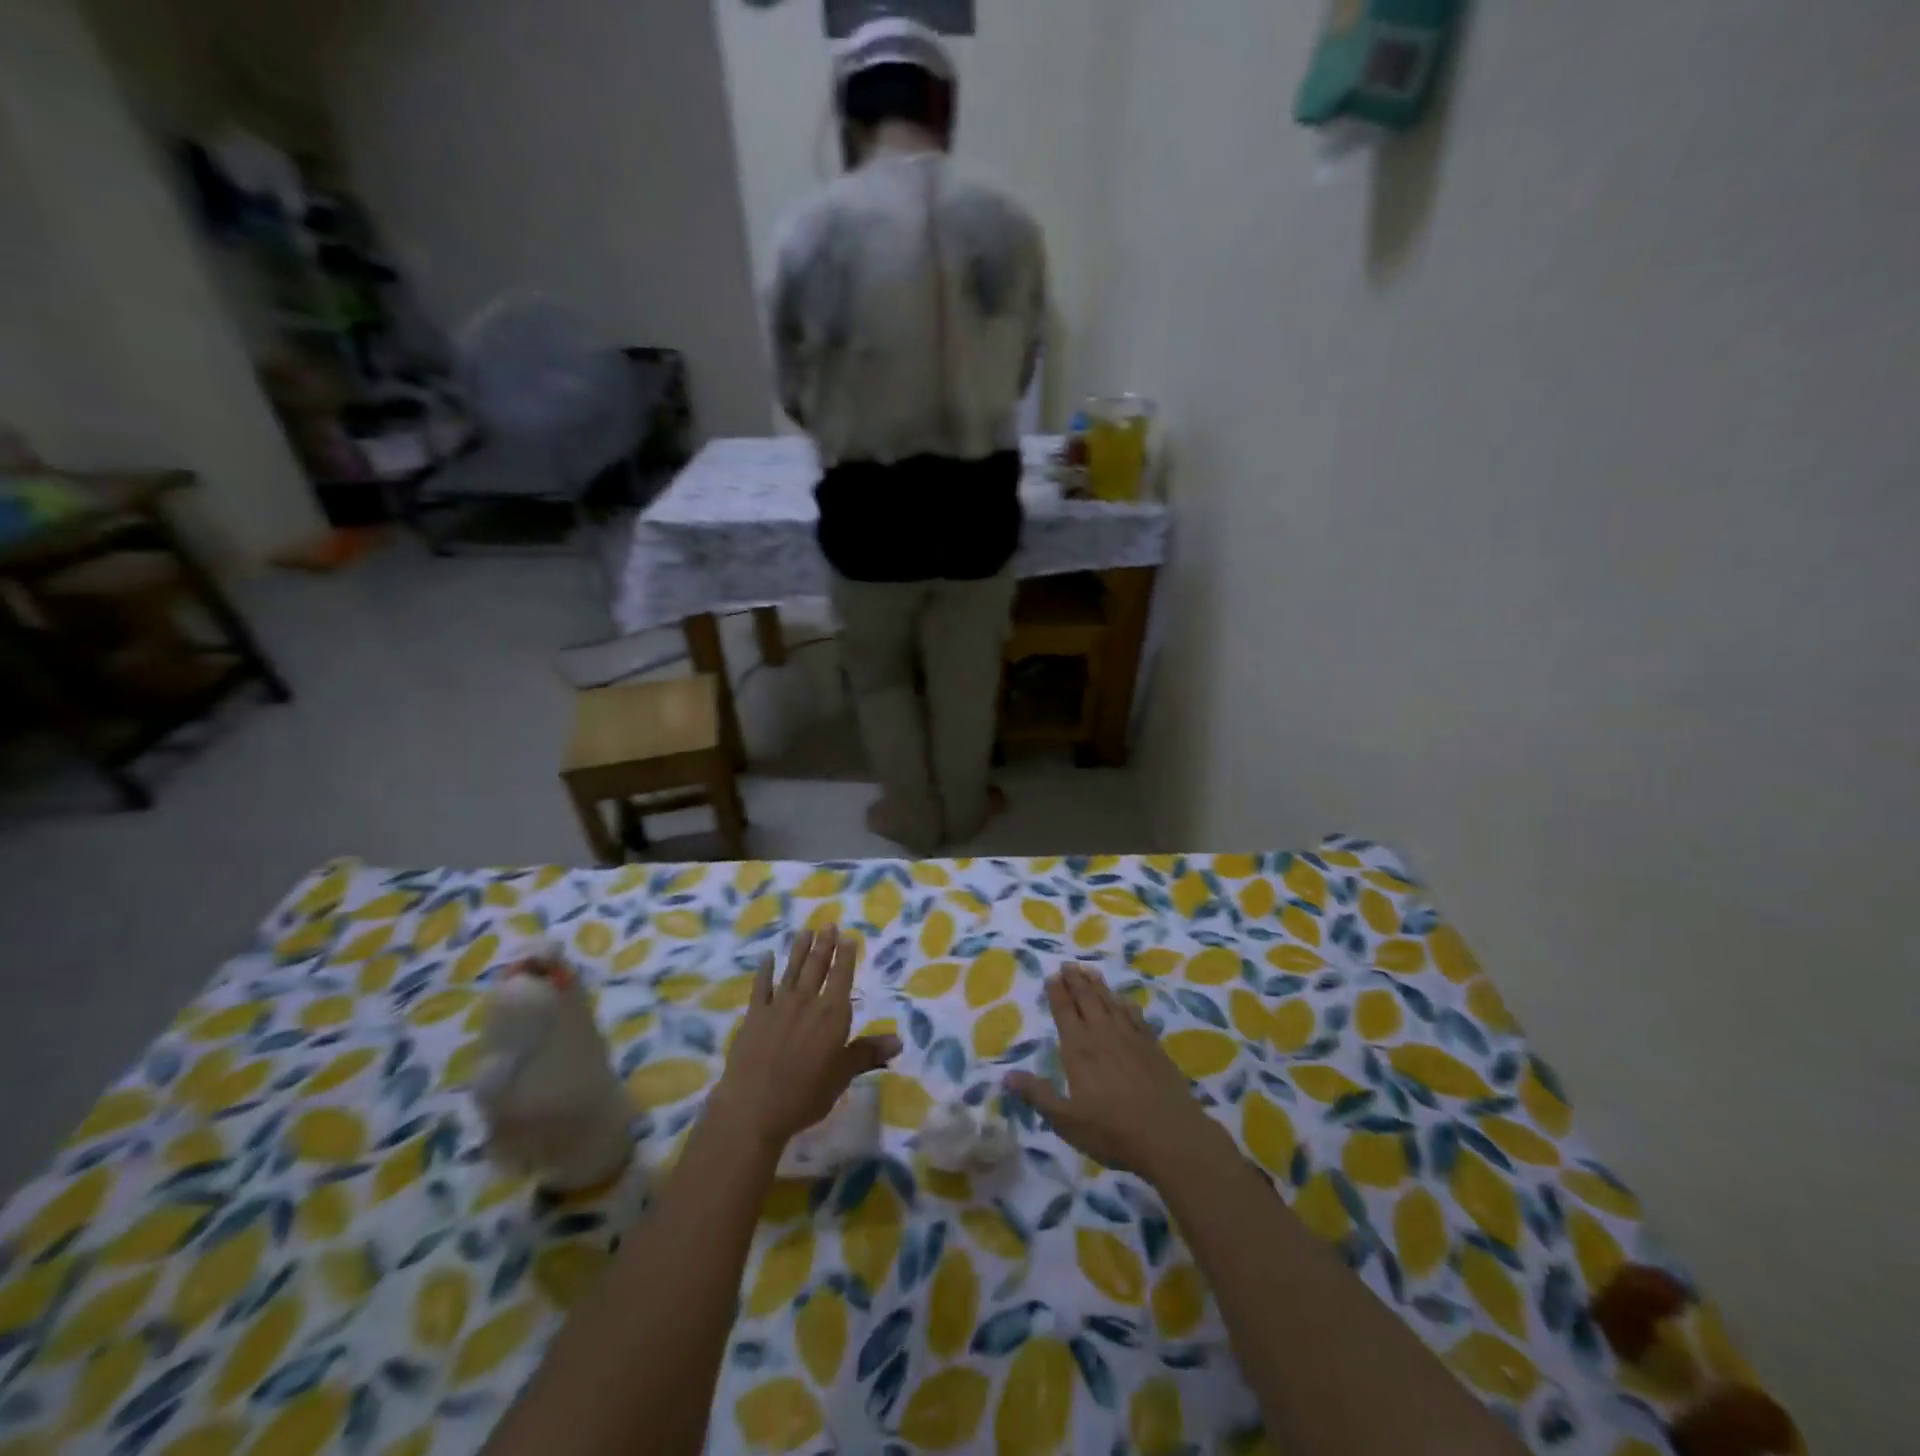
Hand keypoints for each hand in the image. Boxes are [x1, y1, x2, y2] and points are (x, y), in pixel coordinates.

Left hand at [707, 927, 900, 1152]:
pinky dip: (764, 970)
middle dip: (825, 945)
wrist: (753, 1108)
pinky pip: (761, 987)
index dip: (846, 956)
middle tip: (828, 924)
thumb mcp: (842, 1076)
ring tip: (805, 931)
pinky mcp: (754, 1016)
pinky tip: (767, 957)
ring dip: (799, 949)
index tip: (848, 937)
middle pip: (817, 967)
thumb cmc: (804, 1094)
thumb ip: (867, 1053)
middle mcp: (806, 1002)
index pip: (842, 977)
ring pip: (792, 970)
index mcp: (831, 1014)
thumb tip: (900, 1040)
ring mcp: (777, 1006)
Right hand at [1005, 964, 1224, 1181]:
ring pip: (1110, 1002)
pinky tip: (1124, 999)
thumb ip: (1037, 1095)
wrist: (1170, 1135)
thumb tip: (1006, 1075)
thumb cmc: (1113, 1131)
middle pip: (1086, 999)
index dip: (1057, 992)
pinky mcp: (1152, 1046)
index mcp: (1079, 1049)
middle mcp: (1102, 1034)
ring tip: (1089, 970)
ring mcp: (1130, 1037)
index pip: (1064, 1012)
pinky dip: (1126, 1004)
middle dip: (1075, 981)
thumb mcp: (1067, 1120)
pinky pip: (1135, 1015)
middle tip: (1068, 964)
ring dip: (1098, 985)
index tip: (1052, 975)